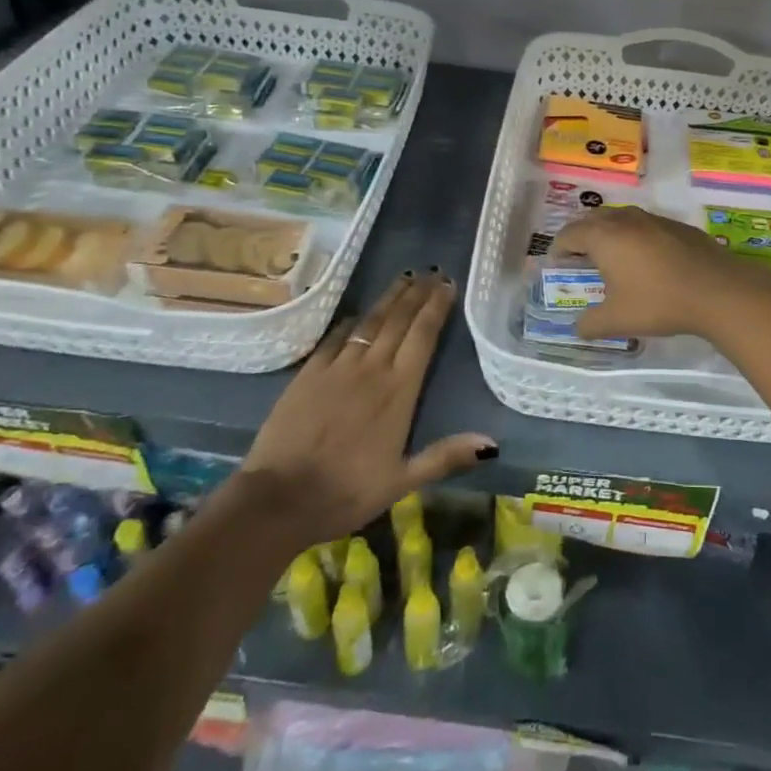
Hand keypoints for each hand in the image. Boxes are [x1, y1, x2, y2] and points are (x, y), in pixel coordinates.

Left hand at [238, 272, 493, 542]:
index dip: (436, 307)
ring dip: (389, 298)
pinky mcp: (308, 373)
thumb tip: (492, 445)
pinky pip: (335, 337)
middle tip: (431, 271)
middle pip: (399, 320)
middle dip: (417, 293)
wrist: (279, 499)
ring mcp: (337, 367)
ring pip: (369, 321)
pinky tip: (358, 314)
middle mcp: (371, 368)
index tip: (447, 284)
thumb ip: (446, 456)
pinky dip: (351, 321)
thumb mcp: (402, 481)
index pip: (423, 336)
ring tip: (405, 279)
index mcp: (399, 390)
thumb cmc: (347, 492)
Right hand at [551, 206, 770, 343]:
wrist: (717, 290)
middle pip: (592, 220)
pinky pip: (644, 226)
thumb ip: (590, 324)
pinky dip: (634, 238)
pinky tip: (646, 262)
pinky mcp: (677, 226)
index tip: (557, 266)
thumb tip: (579, 327)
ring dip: (609, 235)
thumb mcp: (617, 320)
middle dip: (581, 237)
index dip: (558, 250)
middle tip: (579, 260)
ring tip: (611, 259)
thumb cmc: (658, 302)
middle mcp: (625, 219)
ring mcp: (653, 219)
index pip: (569, 235)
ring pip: (620, 219)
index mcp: (603, 236)